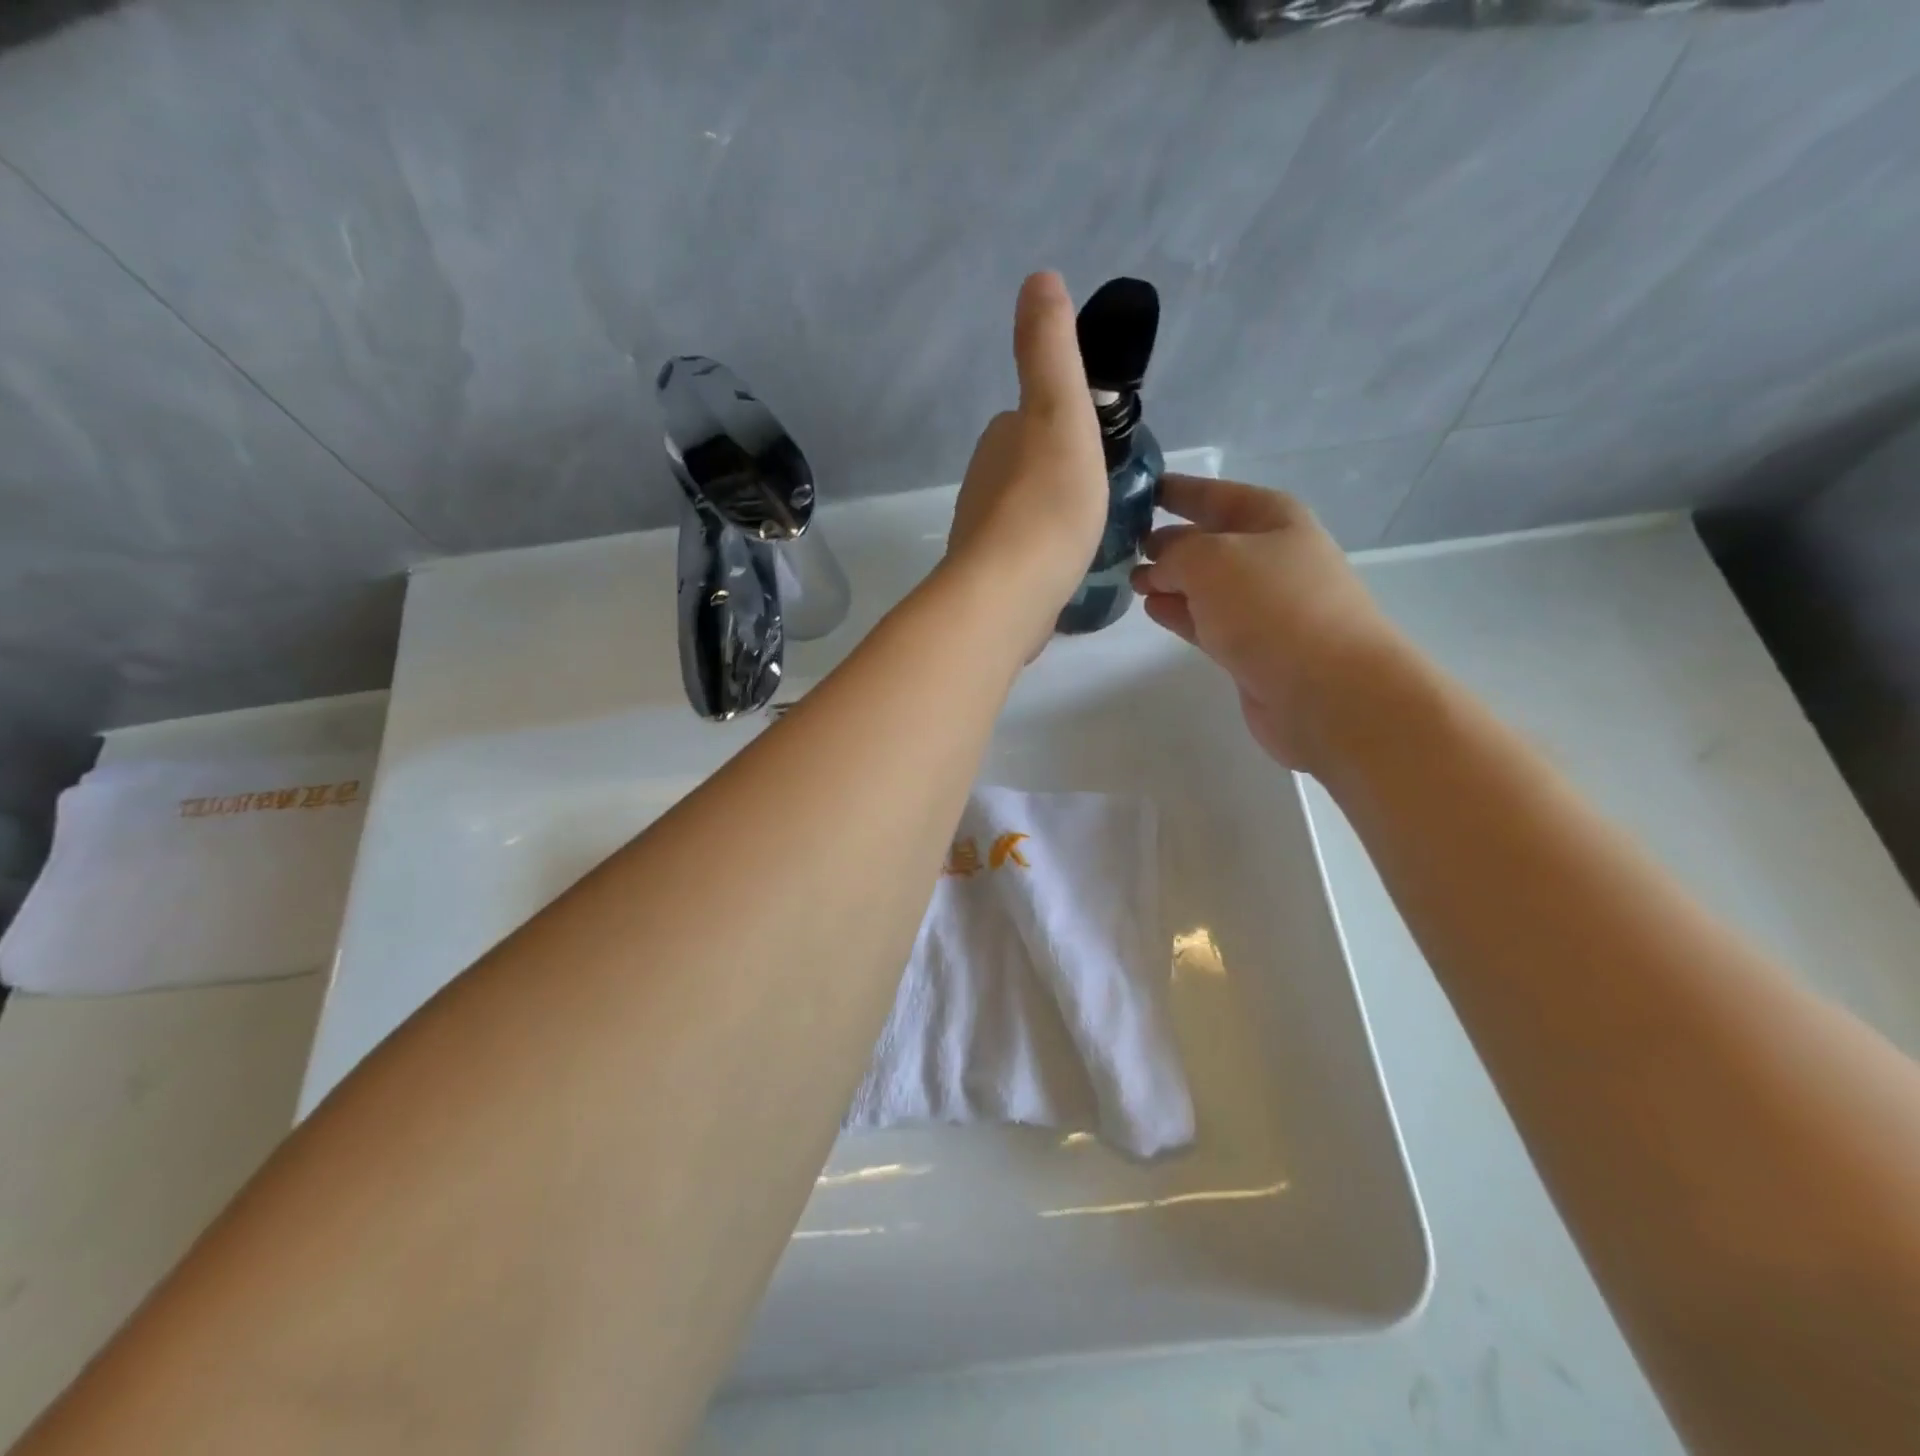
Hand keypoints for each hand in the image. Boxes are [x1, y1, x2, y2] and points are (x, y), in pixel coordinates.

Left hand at [946, 272, 1107, 651]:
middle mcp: (982, 486)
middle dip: (1056, 473)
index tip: (1095, 445)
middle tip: (1099, 492)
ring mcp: (983, 538)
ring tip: (1086, 533)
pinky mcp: (991, 582)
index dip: (1063, 425)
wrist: (1009, 593)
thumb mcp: (1059, 411)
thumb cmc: (1046, 502)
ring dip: (1049, 517)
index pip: (1031, 420)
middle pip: (1026, 468)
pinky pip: (1022, 557)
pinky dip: (1041, 556)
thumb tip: (1038, 278)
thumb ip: (1049, 350)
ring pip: (1023, 514)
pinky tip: (1062, 570)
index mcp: (1000, 442)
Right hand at [1130, 476, 1410, 773]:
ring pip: (1204, 583)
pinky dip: (1180, 612)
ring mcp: (1263, 604)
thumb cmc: (1271, 606)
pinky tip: (1153, 609)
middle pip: (1208, 540)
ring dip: (1169, 580)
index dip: (1175, 490)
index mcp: (1271, 517)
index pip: (1213, 494)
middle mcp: (1270, 555)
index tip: (1138, 490)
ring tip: (1131, 580)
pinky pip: (1207, 619)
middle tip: (1120, 546)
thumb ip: (1174, 553)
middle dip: (1167, 540)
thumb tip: (1158, 565)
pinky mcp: (1252, 647)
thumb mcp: (1210, 559)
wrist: (1326, 689)